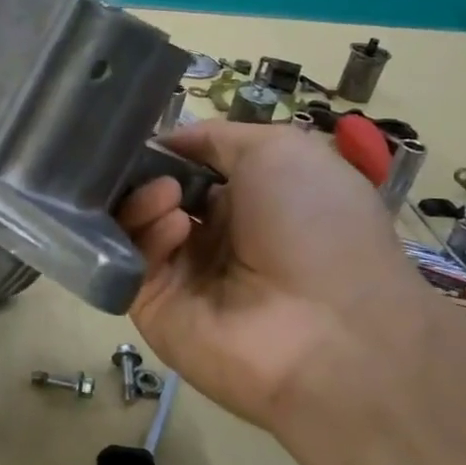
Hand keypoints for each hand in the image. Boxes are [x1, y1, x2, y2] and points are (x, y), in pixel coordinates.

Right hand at [117, 122, 442, 432]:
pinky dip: (147, 235)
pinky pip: (133, 261)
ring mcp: (181, 275)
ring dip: (145, 199)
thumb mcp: (282, 151)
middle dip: (145, 173)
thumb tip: (164, 142)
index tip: (144, 135)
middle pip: (153, 195)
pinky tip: (175, 228)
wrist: (332, 329)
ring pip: (136, 225)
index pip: (187, 170)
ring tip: (168, 195)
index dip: (166, 151)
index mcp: (248, 204)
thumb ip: (216, 138)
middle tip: (148, 165)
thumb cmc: (317, 225)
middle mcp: (213, 239)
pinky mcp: (154, 308)